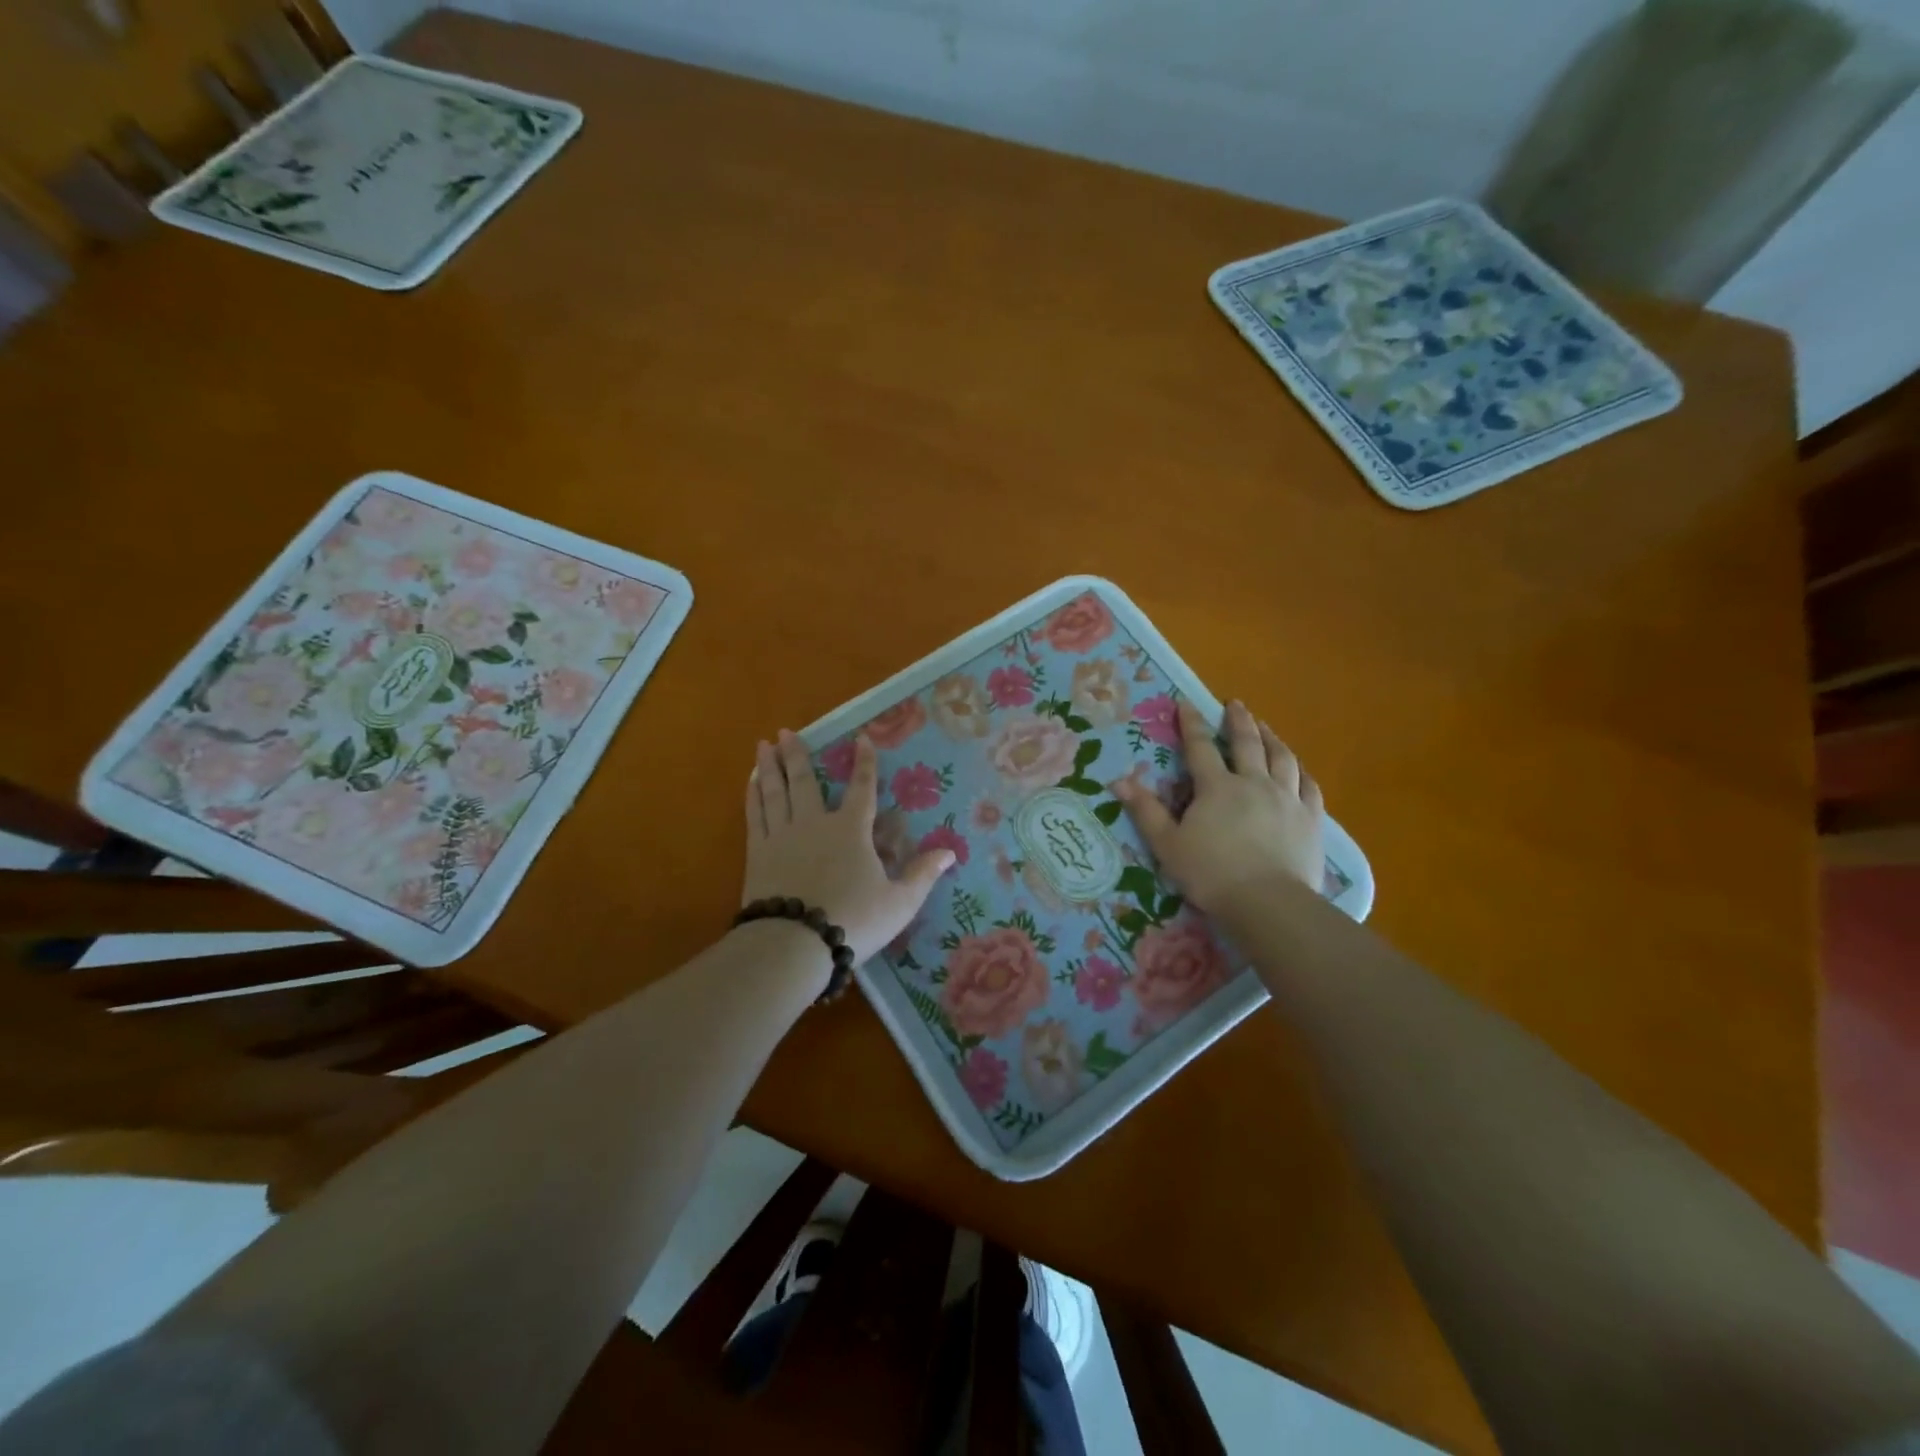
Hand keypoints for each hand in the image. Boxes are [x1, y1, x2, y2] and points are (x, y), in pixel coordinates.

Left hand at [744, 730, 955, 963]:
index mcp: (851, 830)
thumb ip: (922, 874)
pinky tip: (749, 783)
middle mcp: (814, 823)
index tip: (861, 738)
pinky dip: (752, 796)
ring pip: (774, 792)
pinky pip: (754, 815)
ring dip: (769, 766)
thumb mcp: (899, 902)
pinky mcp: (757, 853)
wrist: (794, 944)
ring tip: (763, 745)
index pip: (863, 788)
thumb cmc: (853, 920)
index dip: (865, 762)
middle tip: (785, 730)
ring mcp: (782, 836)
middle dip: (797, 754)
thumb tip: (950, 852)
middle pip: (804, 781)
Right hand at [1112, 699, 1323, 912]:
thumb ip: (1145, 811)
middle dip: (1239, 721)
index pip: (1200, 747)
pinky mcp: (1310, 819)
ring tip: (1266, 727)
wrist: (1268, 903)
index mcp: (1217, 787)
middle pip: (1247, 743)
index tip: (1186, 703)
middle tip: (1236, 704)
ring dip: (1273, 738)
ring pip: (1282, 758)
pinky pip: (1309, 787)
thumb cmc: (1211, 874)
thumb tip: (1119, 781)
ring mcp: (1287, 799)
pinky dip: (1302, 772)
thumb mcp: (1168, 844)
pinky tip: (1299, 769)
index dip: (1192, 723)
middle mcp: (1254, 783)